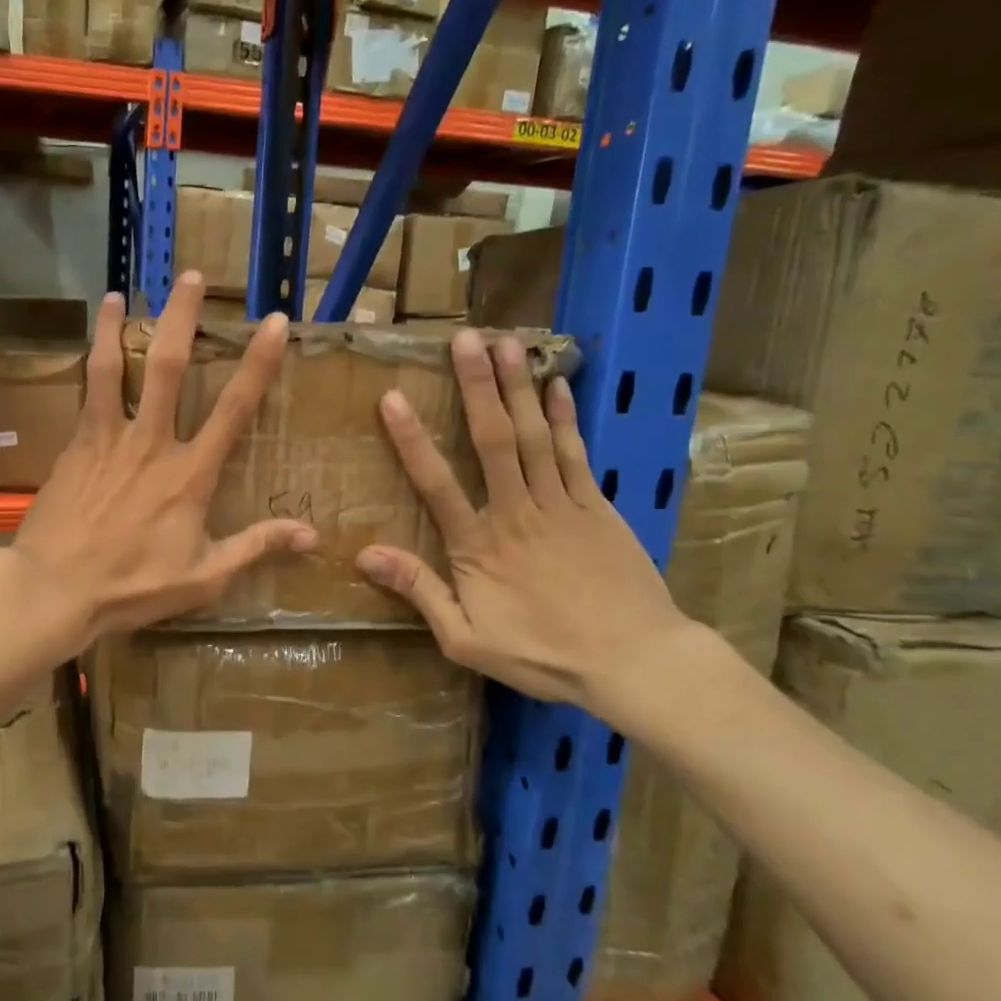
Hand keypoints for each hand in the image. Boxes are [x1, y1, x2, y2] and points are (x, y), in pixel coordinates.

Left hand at [12, 273, 316, 647]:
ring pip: (112, 369)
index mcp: (189, 474)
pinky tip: (88, 351)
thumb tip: (310, 535)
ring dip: (116, 327)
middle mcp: (150, 443)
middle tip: (188, 277)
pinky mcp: (74, 447)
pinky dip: (89, 365)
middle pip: (166, 366)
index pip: (233, 409)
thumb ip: (256, 546)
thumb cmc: (133, 586)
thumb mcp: (204, 576)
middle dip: (180, 317)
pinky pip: (84, 395)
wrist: (54, 589)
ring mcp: (106, 440)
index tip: (273, 323)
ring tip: (117, 295)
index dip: (257, 363)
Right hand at [357, 330, 690, 711]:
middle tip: (464, 339)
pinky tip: (555, 385)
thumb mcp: (466, 639)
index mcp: (478, 546)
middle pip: (492, 441)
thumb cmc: (543, 654)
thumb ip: (419, 592)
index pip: (437, 484)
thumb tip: (366, 554)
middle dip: (476, 387)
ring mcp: (561, 504)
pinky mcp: (596, 506)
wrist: (634, 662)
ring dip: (517, 388)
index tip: (392, 398)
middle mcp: (516, 512)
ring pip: (534, 436)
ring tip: (505, 343)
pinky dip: (565, 417)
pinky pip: (577, 453)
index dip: (411, 440)